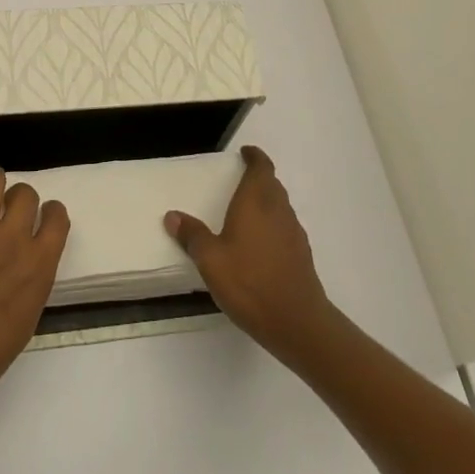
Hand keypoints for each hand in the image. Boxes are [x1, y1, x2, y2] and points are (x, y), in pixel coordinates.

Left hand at [0, 165, 69, 415]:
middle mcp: (12, 238)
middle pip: (25, 193)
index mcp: (38, 265)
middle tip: (7, 211)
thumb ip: (31, 283)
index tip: (41, 218)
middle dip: (19, 199)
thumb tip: (27, 265)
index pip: (57, 217)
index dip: (50, 213)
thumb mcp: (24, 322)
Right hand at [166, 145, 338, 363]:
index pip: (261, 167)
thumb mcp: (210, 260)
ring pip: (280, 205)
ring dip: (267, 201)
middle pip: (272, 184)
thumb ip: (192, 236)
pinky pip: (285, 227)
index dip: (255, 157)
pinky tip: (260, 245)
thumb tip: (173, 215)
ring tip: (247, 212)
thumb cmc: (249, 282)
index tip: (245, 152)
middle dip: (259, 178)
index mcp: (256, 202)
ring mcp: (294, 232)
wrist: (296, 321)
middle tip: (240, 181)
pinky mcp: (301, 254)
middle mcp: (278, 210)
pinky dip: (273, 225)